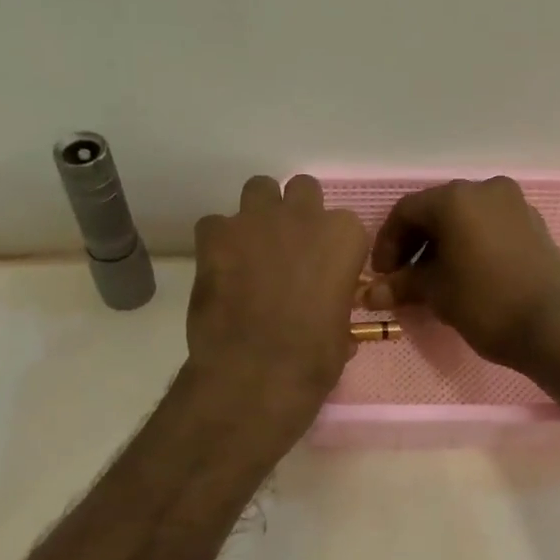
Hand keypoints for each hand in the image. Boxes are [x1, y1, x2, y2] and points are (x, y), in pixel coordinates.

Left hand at [186, 175, 368, 438]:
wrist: (257, 371)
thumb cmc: (314, 358)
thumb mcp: (341, 334)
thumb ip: (336, 310)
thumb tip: (330, 317)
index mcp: (343, 237)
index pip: (345, 225)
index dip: (333, 247)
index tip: (325, 270)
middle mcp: (303, 216)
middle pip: (303, 190)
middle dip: (297, 212)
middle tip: (289, 248)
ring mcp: (256, 220)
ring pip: (259, 189)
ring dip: (258, 213)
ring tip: (252, 248)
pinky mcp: (216, 234)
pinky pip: (215, 223)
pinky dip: (218, 241)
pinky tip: (219, 268)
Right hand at [364, 177, 559, 370]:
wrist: (556, 327)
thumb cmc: (486, 303)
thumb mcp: (436, 294)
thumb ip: (402, 285)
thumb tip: (370, 294)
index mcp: (456, 198)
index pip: (405, 212)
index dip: (386, 244)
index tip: (382, 276)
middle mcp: (486, 189)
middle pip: (436, 211)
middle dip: (415, 245)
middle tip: (404, 279)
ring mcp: (515, 205)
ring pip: (465, 219)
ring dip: (443, 246)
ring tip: (433, 282)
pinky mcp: (534, 225)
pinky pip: (490, 228)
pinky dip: (470, 246)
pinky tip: (465, 276)